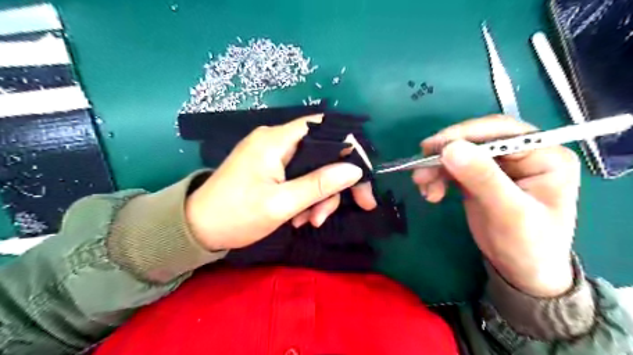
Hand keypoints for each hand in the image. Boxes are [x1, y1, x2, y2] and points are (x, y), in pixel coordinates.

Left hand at [187, 115, 377, 249]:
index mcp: (276, 140)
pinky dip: (304, 197)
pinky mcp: (270, 169)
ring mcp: (273, 155)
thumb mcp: (281, 204)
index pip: (324, 128)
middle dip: (331, 185)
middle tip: (330, 214)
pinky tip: (297, 218)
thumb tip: (354, 170)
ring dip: (317, 197)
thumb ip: (319, 184)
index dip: (349, 148)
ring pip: (312, 169)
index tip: (361, 178)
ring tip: (307, 222)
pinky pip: (299, 177)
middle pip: (321, 152)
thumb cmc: (235, 215)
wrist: (196, 229)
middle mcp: (276, 140)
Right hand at [414, 116, 580, 296]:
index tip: (433, 148)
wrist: (521, 271)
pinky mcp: (479, 176)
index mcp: (545, 155)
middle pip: (476, 140)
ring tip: (423, 185)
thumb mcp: (509, 212)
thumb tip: (451, 148)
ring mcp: (498, 165)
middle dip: (445, 153)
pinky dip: (437, 176)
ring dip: (437, 167)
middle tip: (420, 168)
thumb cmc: (528, 245)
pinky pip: (453, 167)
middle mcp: (522, 154)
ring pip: (460, 153)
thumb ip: (483, 178)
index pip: (502, 132)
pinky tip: (430, 192)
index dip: (465, 135)